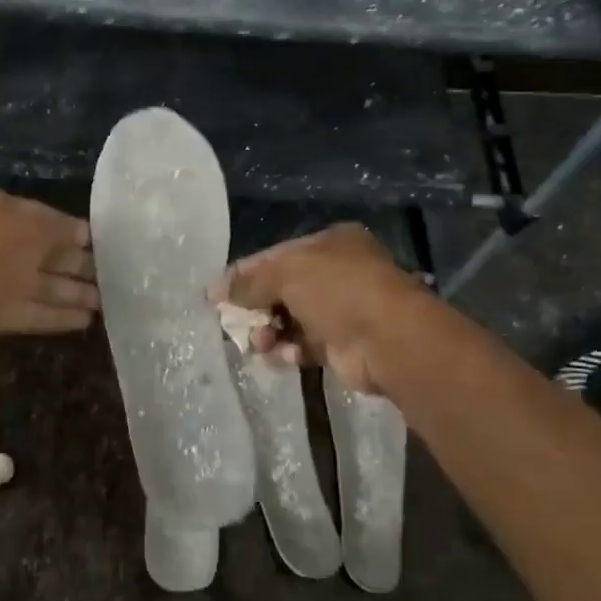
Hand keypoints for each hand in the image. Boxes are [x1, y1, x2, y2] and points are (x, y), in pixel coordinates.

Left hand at [0, 189, 99, 370]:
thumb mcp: (28, 229)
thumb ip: (59, 229)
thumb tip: (83, 233)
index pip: (44, 218)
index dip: (75, 231)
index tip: (107, 244)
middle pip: (43, 252)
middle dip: (77, 264)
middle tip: (116, 276)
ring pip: (39, 284)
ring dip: (72, 292)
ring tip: (108, 302)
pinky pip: (30, 311)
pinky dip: (55, 315)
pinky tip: (85, 321)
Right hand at [208, 224, 429, 394]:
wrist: (387, 340)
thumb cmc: (337, 291)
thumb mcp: (286, 272)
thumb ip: (249, 281)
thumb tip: (213, 290)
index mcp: (329, 244)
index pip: (277, 256)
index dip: (246, 274)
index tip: (218, 295)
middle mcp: (337, 273)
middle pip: (281, 290)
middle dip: (256, 308)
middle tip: (235, 324)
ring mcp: (341, 310)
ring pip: (290, 320)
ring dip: (269, 333)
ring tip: (260, 343)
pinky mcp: (341, 346)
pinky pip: (303, 346)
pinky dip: (288, 352)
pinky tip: (281, 357)